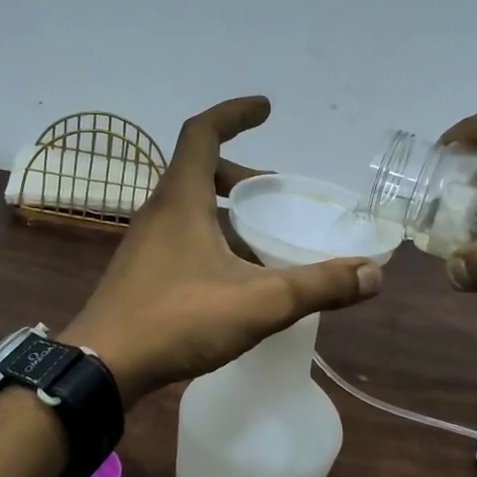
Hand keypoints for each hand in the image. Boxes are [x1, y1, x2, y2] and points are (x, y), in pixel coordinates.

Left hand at [62, 97, 381, 403]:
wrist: (102, 367)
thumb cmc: (178, 319)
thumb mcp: (259, 302)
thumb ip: (318, 287)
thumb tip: (374, 275)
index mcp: (181, 199)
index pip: (203, 132)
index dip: (235, 113)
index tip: (266, 108)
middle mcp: (158, 211)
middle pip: (198, 170)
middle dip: (240, 173)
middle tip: (274, 190)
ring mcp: (144, 243)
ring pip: (189, 208)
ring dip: (226, 211)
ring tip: (263, 239)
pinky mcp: (140, 272)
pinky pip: (181, 237)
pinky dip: (211, 239)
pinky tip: (234, 279)